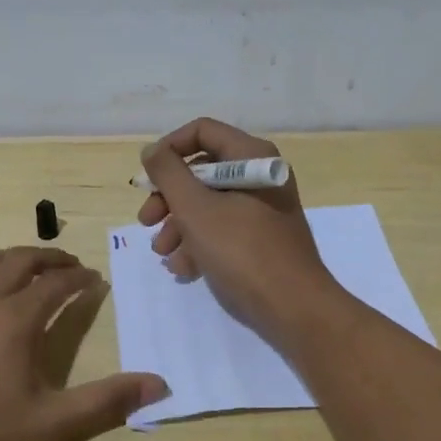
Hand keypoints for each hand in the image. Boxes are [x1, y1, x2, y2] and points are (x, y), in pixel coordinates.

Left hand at [0, 247, 166, 440]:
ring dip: (11, 259)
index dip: (80, 278)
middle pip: (20, 260)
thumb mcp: (53, 425)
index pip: (57, 283)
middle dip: (50, 258)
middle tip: (69, 266)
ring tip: (27, 270)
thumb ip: (107, 401)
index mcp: (15, 318)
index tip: (95, 280)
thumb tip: (159, 384)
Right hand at [137, 118, 341, 342]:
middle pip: (201, 170)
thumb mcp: (196, 209)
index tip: (147, 178)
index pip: (202, 132)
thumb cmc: (242, 251)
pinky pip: (223, 228)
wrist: (293, 308)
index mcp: (251, 157)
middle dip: (169, 197)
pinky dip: (199, 243)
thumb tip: (152, 150)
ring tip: (163, 253)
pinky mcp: (261, 238)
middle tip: (147, 221)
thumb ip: (168, 174)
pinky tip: (183, 268)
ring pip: (208, 203)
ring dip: (179, 224)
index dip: (169, 149)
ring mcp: (262, 208)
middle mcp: (259, 175)